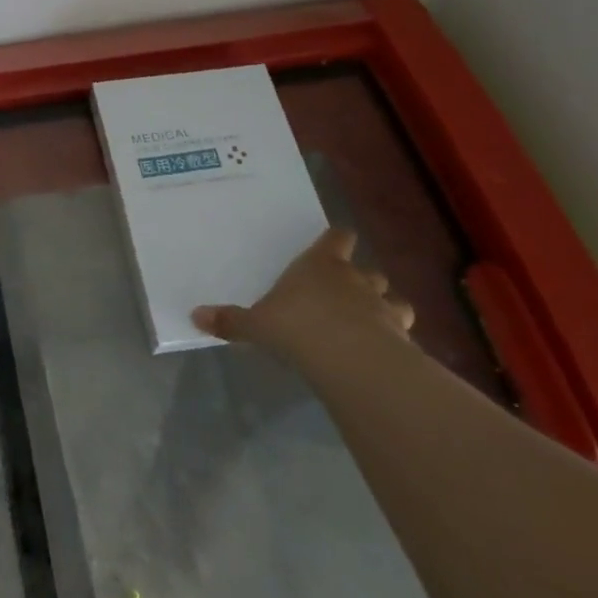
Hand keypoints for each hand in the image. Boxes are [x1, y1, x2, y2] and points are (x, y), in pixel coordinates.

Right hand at [191, 227, 414, 361]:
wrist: (350, 358)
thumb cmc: (297, 326)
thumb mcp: (256, 325)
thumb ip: (231, 321)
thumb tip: (195, 316)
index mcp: (320, 265)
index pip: (337, 238)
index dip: (337, 240)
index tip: (335, 242)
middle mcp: (355, 279)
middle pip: (368, 269)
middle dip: (362, 278)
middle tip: (348, 292)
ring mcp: (382, 307)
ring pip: (393, 298)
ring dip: (385, 307)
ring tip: (373, 321)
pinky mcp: (401, 337)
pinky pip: (402, 331)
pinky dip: (396, 338)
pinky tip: (385, 351)